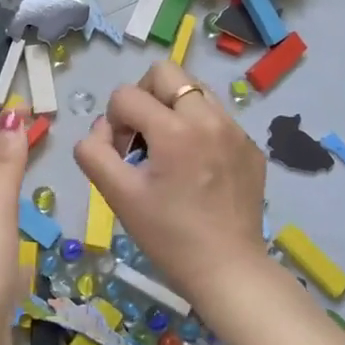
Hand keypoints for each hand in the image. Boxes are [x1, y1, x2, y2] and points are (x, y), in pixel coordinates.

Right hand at [73, 61, 267, 311]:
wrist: (228, 271)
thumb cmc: (168, 236)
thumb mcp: (118, 196)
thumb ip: (93, 152)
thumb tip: (101, 130)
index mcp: (175, 129)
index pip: (126, 95)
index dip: (113, 121)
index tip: (122, 156)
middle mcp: (209, 118)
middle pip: (166, 73)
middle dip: (144, 97)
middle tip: (142, 137)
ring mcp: (235, 130)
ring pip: (194, 90)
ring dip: (172, 109)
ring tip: (169, 149)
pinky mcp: (250, 147)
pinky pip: (217, 117)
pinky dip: (198, 129)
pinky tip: (197, 168)